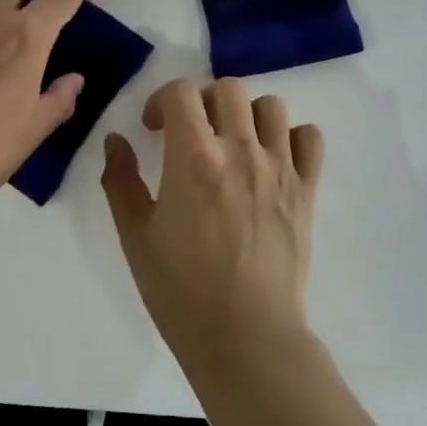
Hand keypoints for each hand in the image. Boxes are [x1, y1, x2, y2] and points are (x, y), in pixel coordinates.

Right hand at [101, 77, 325, 376]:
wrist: (245, 337)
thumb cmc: (181, 290)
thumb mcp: (135, 236)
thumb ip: (121, 180)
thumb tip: (116, 140)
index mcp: (194, 156)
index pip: (181, 92)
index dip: (162, 100)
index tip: (155, 128)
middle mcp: (240, 150)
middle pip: (228, 88)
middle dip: (203, 101)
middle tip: (192, 133)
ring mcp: (280, 168)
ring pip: (272, 106)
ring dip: (247, 115)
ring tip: (234, 143)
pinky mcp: (307, 190)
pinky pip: (310, 138)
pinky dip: (292, 138)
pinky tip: (273, 160)